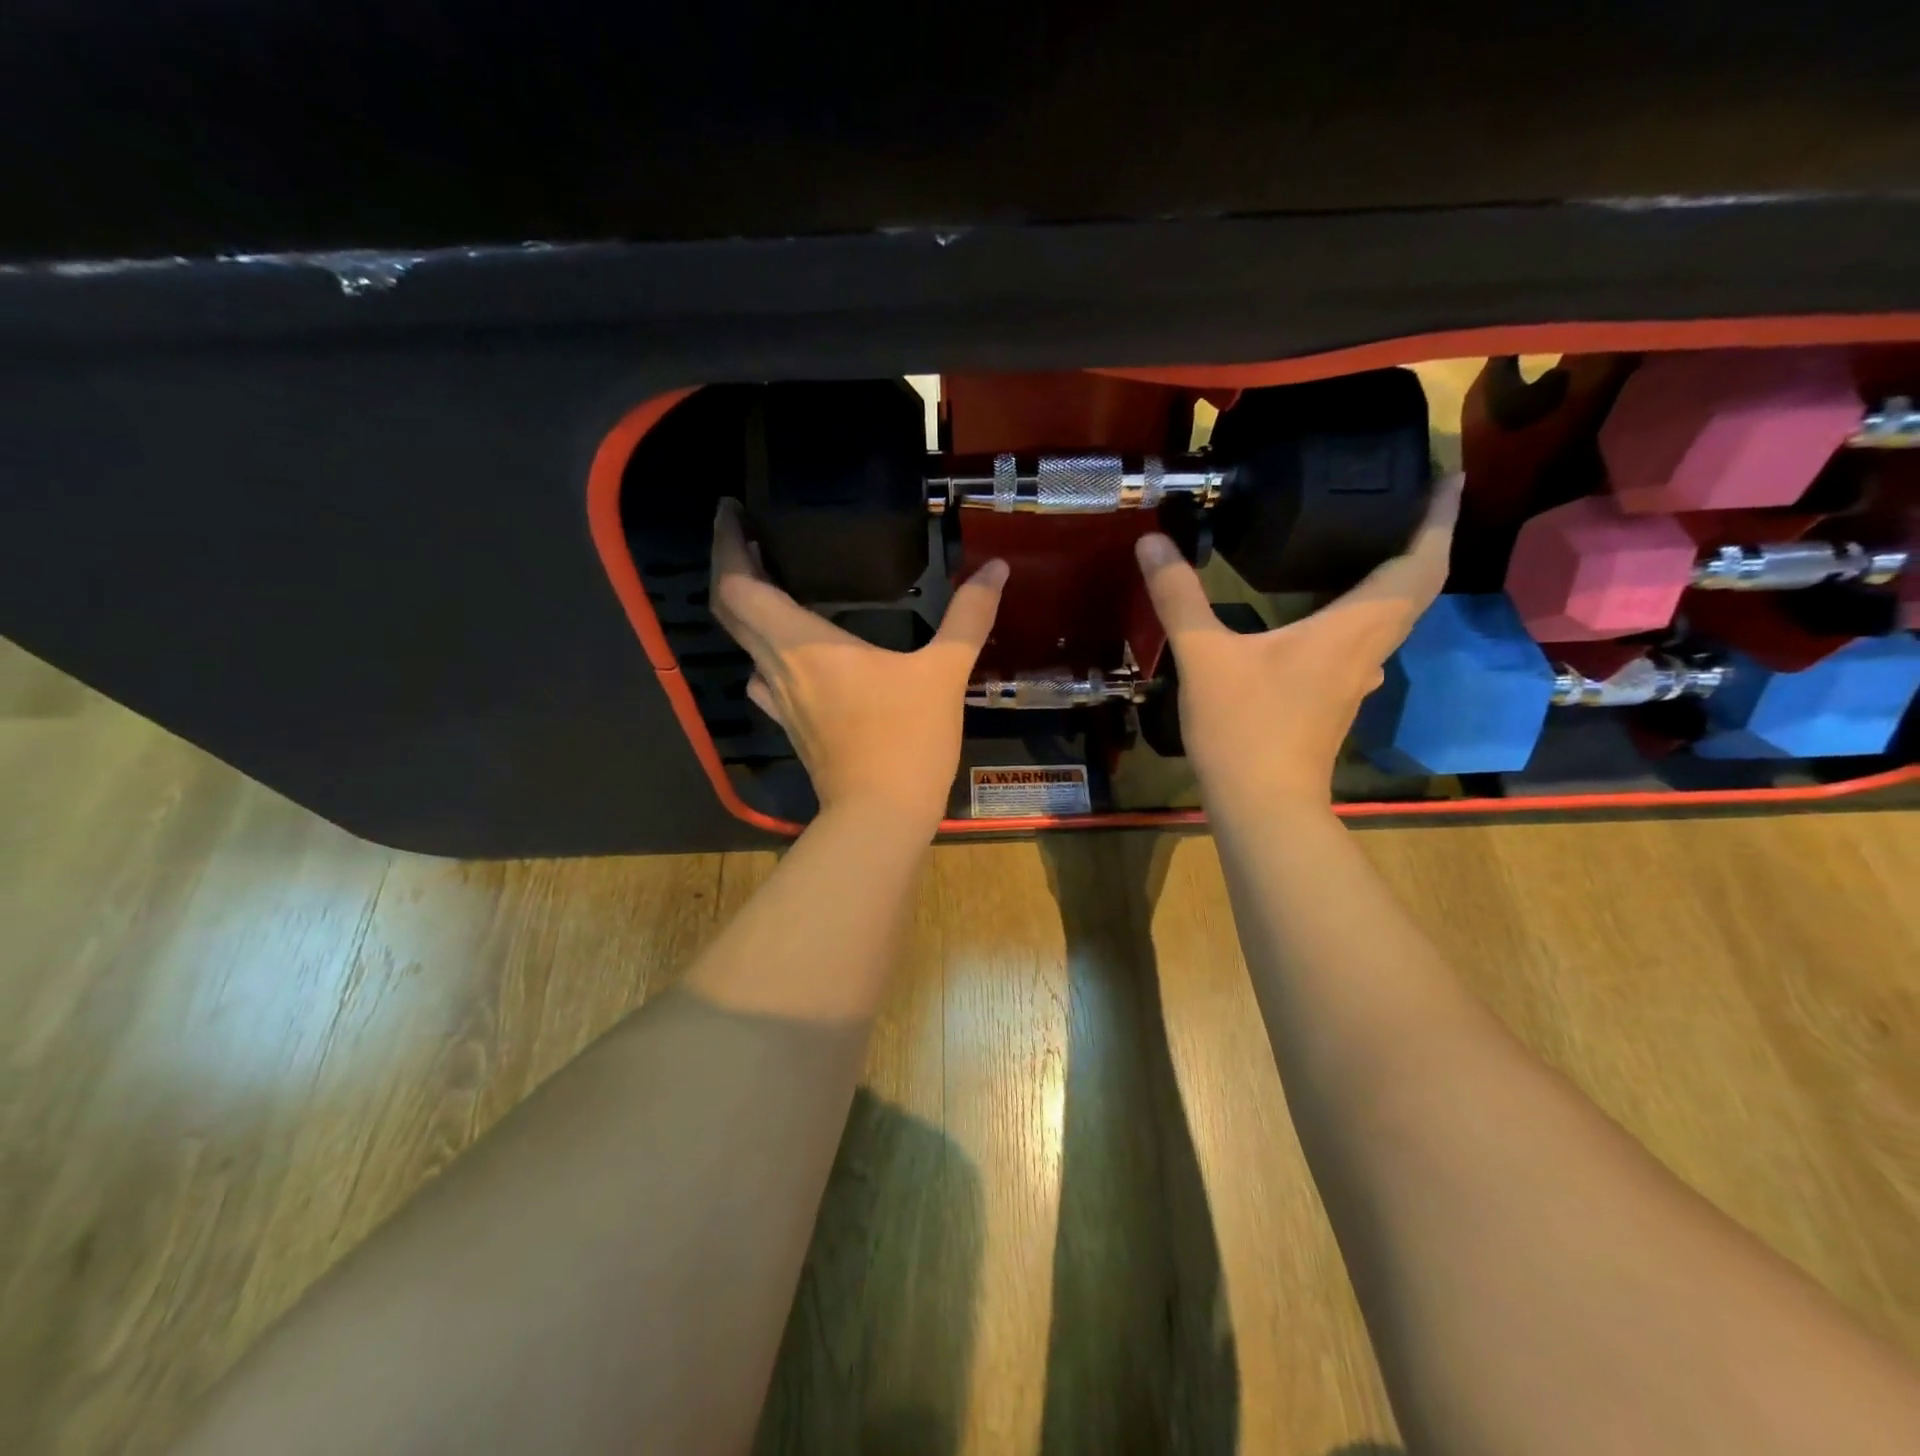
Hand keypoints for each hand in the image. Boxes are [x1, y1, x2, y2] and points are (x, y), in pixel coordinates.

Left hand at [710, 499, 1008, 832]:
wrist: (881, 816)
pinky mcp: (790, 726)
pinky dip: (767, 652)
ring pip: (743, 645)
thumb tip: (996, 568)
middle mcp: (777, 667)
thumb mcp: (944, 673)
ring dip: (748, 611)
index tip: (733, 511)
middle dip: (731, 567)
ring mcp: (779, 701)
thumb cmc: (906, 739)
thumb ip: (969, 616)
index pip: (737, 585)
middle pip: (730, 610)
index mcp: (801, 643)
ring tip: (772, 583)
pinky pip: (763, 677)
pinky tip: (793, 652)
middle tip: (751, 536)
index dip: (727, 545)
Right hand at [1134, 474, 1463, 809]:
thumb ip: (1179, 597)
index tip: (1452, 476)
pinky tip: (1329, 609)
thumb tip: (1152, 540)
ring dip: (1398, 578)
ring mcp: (1355, 678)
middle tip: (1417, 499)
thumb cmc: (1244, 727)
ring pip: (1394, 618)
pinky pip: (1366, 640)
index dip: (1439, 519)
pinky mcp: (1335, 698)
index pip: (1419, 565)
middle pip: (1417, 588)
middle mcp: (1367, 649)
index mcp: (1352, 629)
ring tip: (1375, 542)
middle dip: (1426, 540)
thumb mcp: (1204, 657)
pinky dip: (1365, 611)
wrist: (1263, 804)